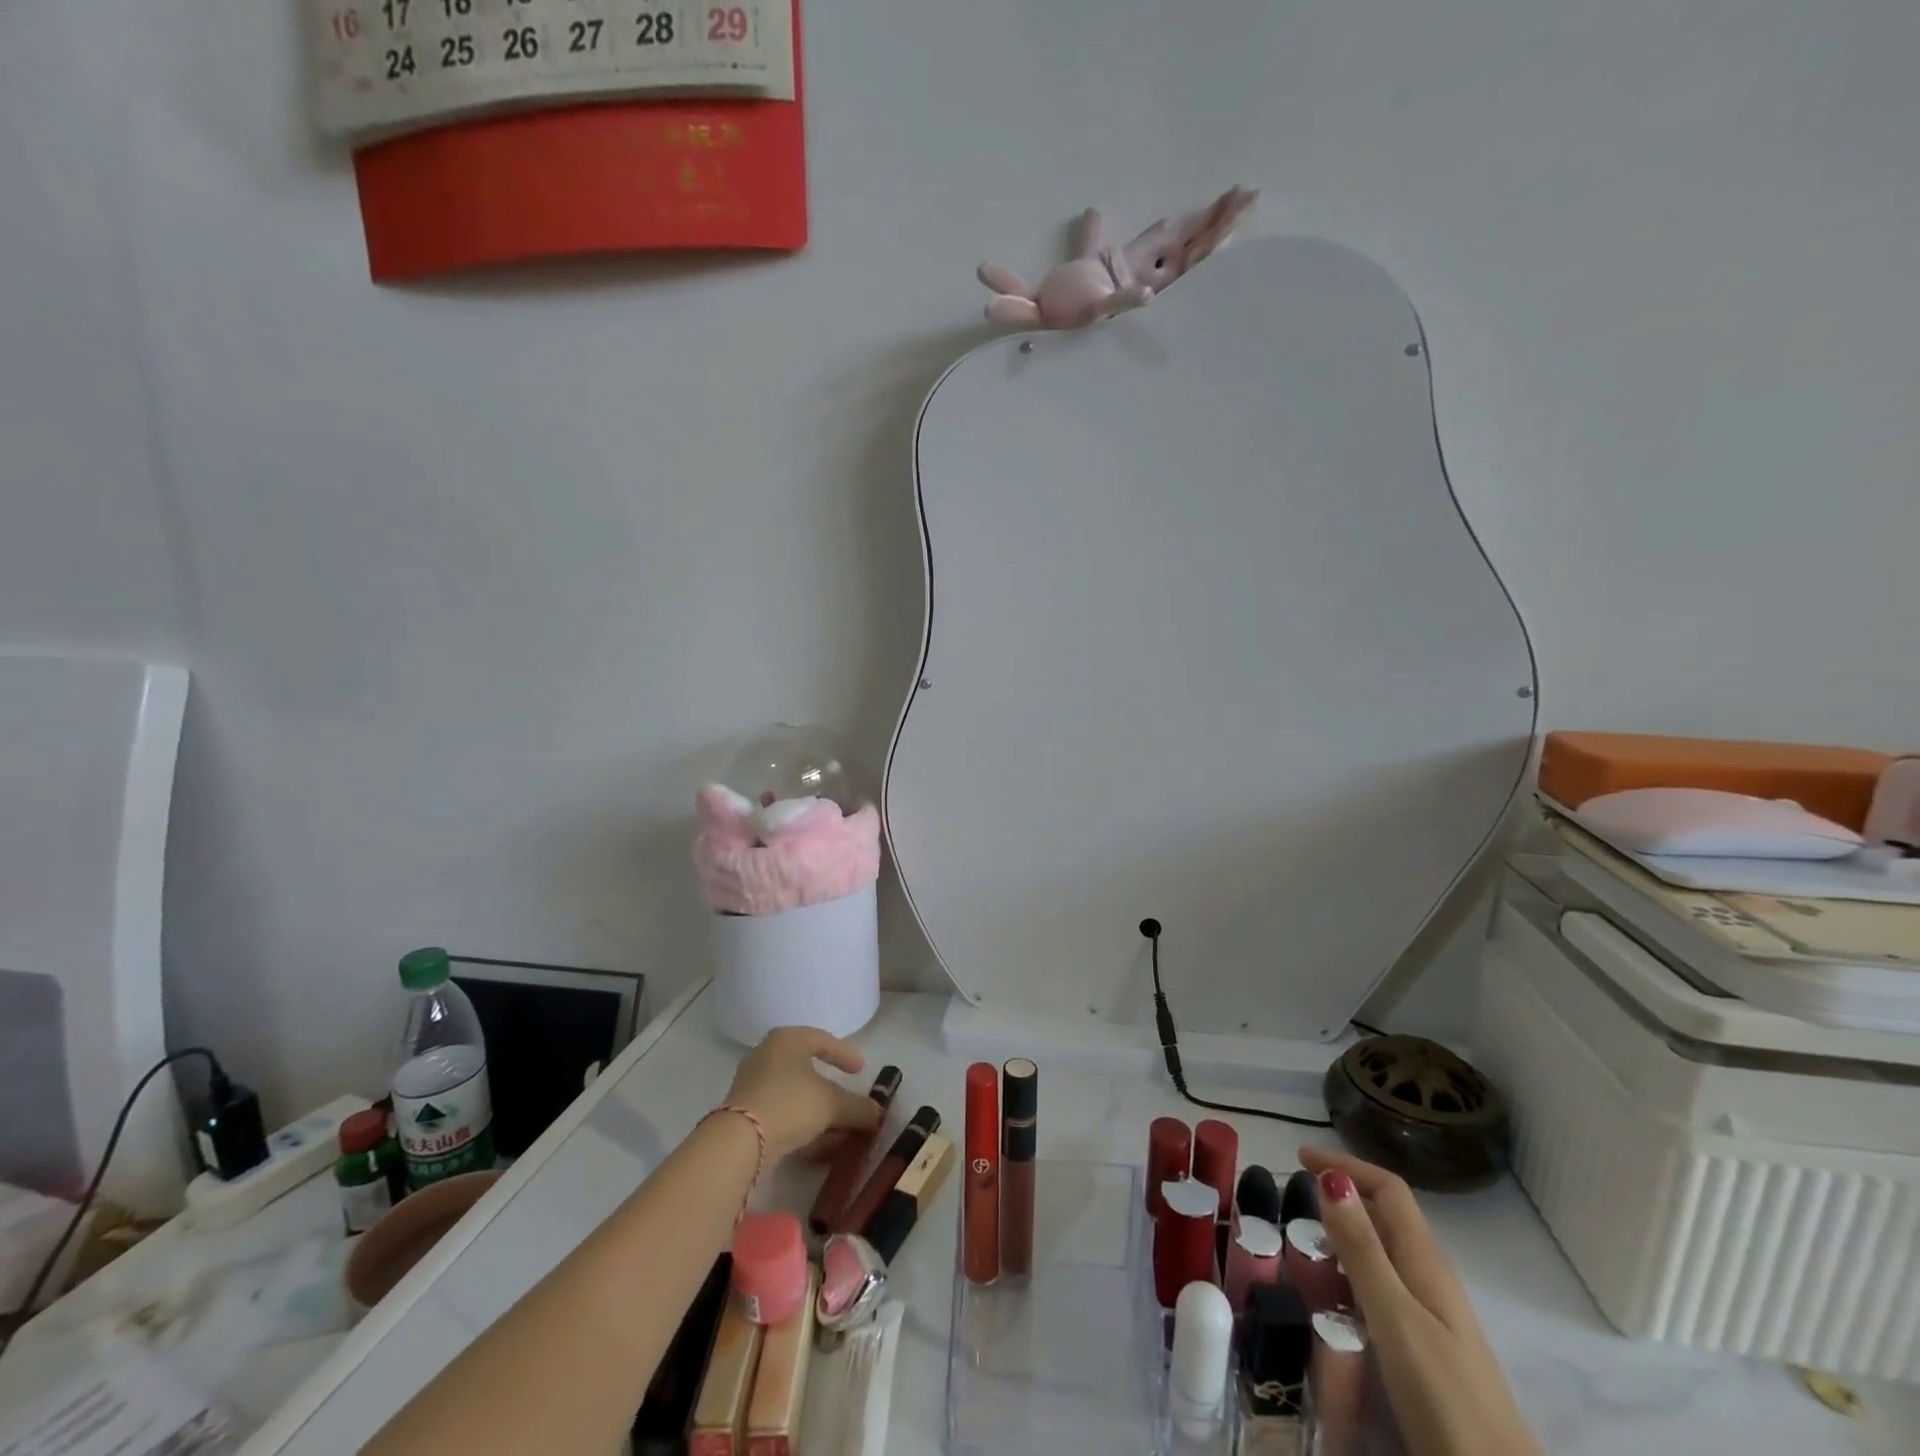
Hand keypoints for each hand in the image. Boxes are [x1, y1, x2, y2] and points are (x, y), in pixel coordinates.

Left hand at [723, 1027, 883, 1162]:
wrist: (739, 1142)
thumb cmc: (790, 1104)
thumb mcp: (833, 1104)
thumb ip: (859, 1107)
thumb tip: (878, 1115)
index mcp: (787, 1040)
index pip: (822, 1040)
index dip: (845, 1054)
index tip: (861, 1070)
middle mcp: (766, 1056)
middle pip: (807, 1070)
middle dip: (832, 1091)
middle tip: (849, 1102)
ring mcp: (752, 1085)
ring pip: (795, 1095)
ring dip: (818, 1113)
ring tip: (839, 1132)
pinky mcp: (744, 1114)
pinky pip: (781, 1114)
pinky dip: (802, 1126)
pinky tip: (818, 1145)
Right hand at [1299, 1147, 1539, 1455]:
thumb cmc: (1446, 1400)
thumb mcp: (1395, 1319)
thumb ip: (1362, 1250)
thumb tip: (1331, 1176)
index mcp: (1427, 1263)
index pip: (1389, 1190)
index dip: (1346, 1165)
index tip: (1299, 1157)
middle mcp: (1432, 1280)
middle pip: (1388, 1216)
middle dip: (1343, 1195)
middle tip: (1296, 1197)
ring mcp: (1435, 1318)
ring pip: (1386, 1253)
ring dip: (1347, 1234)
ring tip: (1305, 1243)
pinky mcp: (1429, 1350)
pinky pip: (1385, 1289)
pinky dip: (1354, 1274)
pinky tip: (1335, 1298)